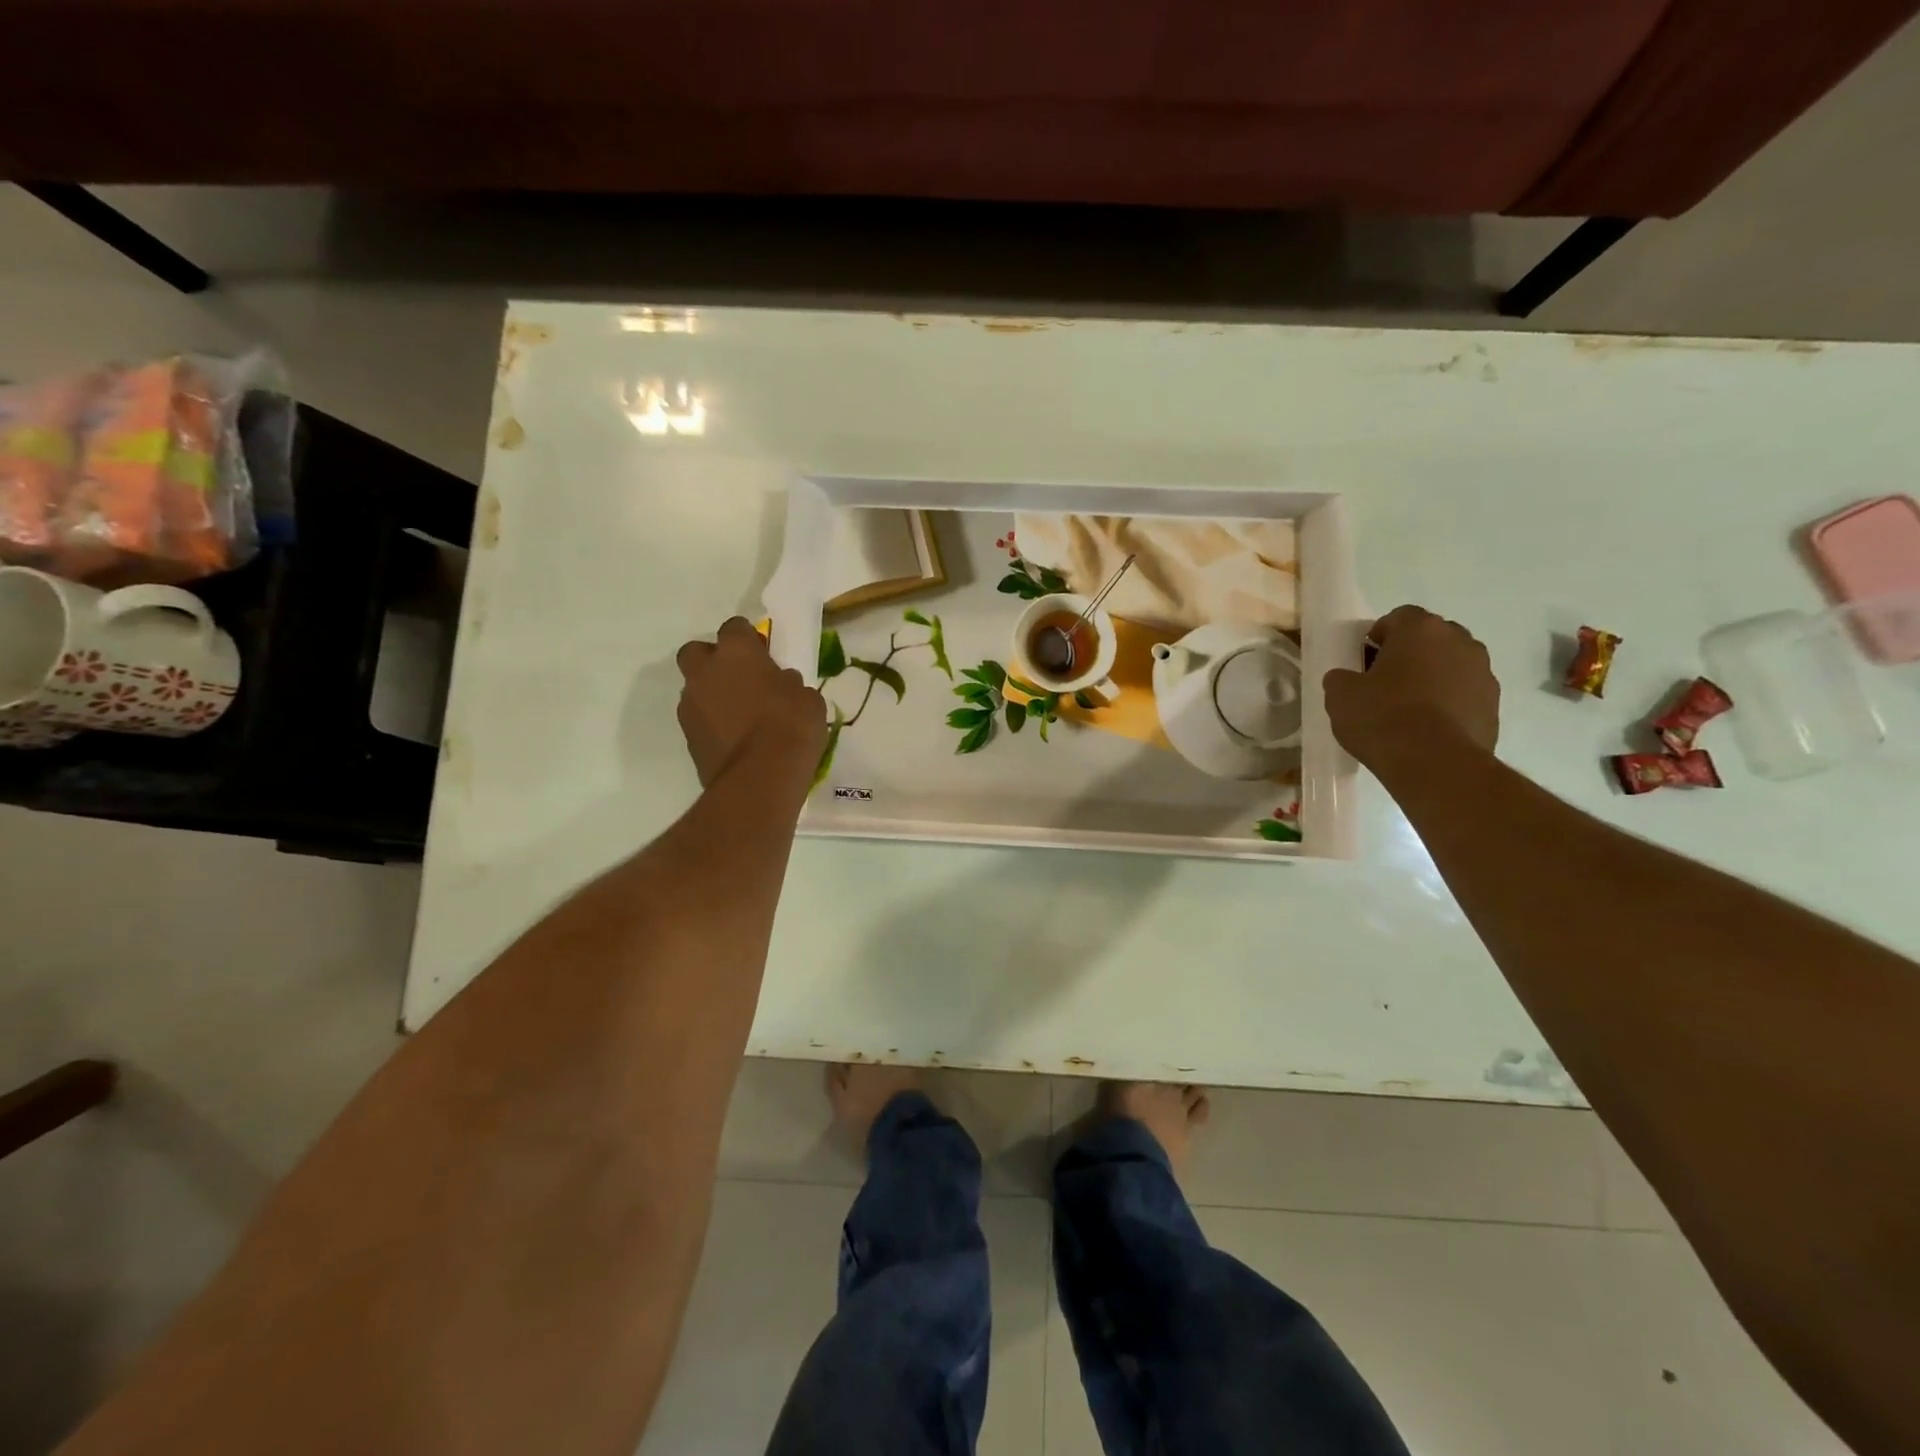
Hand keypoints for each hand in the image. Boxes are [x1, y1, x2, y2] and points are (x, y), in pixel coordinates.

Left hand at [676, 618, 826, 787]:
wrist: (760, 778)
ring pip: (694, 687)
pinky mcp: (688, 737)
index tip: (763, 652)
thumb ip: (789, 684)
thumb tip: (781, 683)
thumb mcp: (807, 698)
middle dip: (713, 659)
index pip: (734, 627)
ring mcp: (691, 705)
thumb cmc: (791, 727)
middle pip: (697, 651)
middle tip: (739, 677)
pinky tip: (734, 738)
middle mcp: (705, 672)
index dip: (748, 638)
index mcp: (737, 652)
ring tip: (739, 714)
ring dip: (712, 694)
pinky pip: (698, 719)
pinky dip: (712, 723)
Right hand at [1322, 605, 1498, 770]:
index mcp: (1421, 629)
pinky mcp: (1494, 706)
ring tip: (1407, 708)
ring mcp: (1483, 673)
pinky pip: (1464, 694)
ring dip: (1432, 677)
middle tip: (1385, 681)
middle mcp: (1460, 642)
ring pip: (1452, 665)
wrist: (1435, 763)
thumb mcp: (1339, 694)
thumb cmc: (1382, 717)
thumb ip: (1342, 677)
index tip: (1363, 659)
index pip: (1399, 616)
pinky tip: (1427, 727)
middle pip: (1431, 638)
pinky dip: (1448, 703)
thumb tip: (1347, 678)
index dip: (1378, 635)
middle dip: (1410, 653)